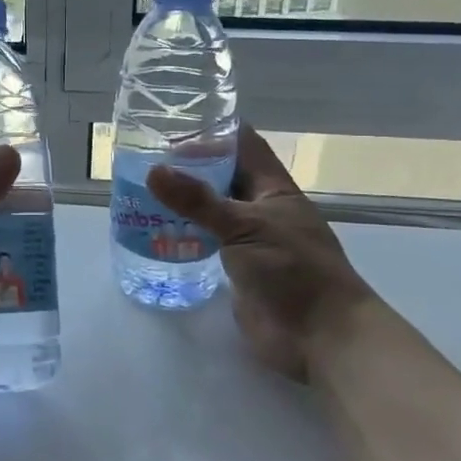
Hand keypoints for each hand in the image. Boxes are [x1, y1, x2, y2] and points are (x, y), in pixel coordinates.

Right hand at [147, 126, 376, 382]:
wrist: (321, 337)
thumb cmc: (294, 271)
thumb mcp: (245, 227)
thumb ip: (199, 201)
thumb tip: (154, 171)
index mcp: (273, 189)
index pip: (244, 146)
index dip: (215, 131)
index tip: (174, 123)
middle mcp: (261, 209)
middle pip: (223, 177)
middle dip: (190, 166)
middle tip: (144, 158)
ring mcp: (250, 241)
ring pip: (212, 211)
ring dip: (183, 202)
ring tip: (140, 191)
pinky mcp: (238, 270)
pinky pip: (206, 243)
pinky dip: (184, 234)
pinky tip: (154, 231)